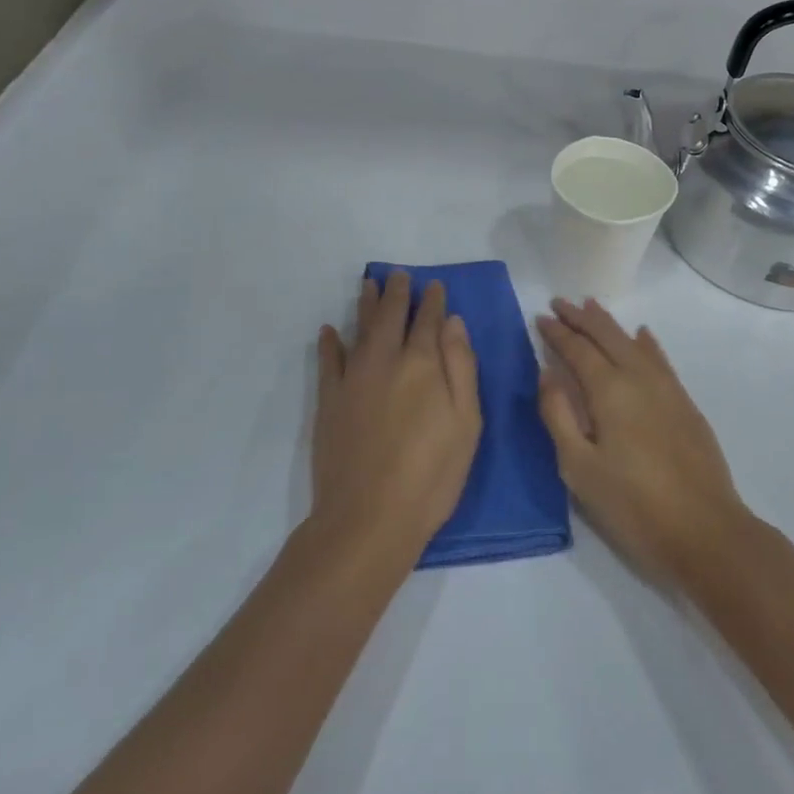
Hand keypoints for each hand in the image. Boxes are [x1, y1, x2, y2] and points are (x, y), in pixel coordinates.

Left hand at [314, 273, 481, 561]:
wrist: (369, 518)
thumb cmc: (431, 474)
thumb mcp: (466, 422)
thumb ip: (461, 367)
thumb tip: (453, 322)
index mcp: (423, 364)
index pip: (429, 321)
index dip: (433, 301)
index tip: (435, 285)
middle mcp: (385, 360)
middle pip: (390, 316)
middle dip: (396, 293)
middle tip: (398, 275)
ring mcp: (353, 379)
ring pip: (359, 330)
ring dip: (365, 305)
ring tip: (368, 284)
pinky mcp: (329, 402)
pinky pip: (328, 362)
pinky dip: (328, 343)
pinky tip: (328, 331)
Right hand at [535, 298, 753, 586]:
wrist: (705, 530)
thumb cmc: (633, 504)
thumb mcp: (580, 468)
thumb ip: (559, 416)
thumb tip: (547, 373)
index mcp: (610, 390)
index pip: (578, 349)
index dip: (557, 332)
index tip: (540, 317)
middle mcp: (639, 377)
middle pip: (607, 336)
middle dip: (581, 318)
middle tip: (560, 303)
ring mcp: (667, 388)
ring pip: (633, 342)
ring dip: (610, 324)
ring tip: (592, 308)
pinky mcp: (685, 403)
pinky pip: (660, 358)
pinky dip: (646, 342)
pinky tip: (643, 335)